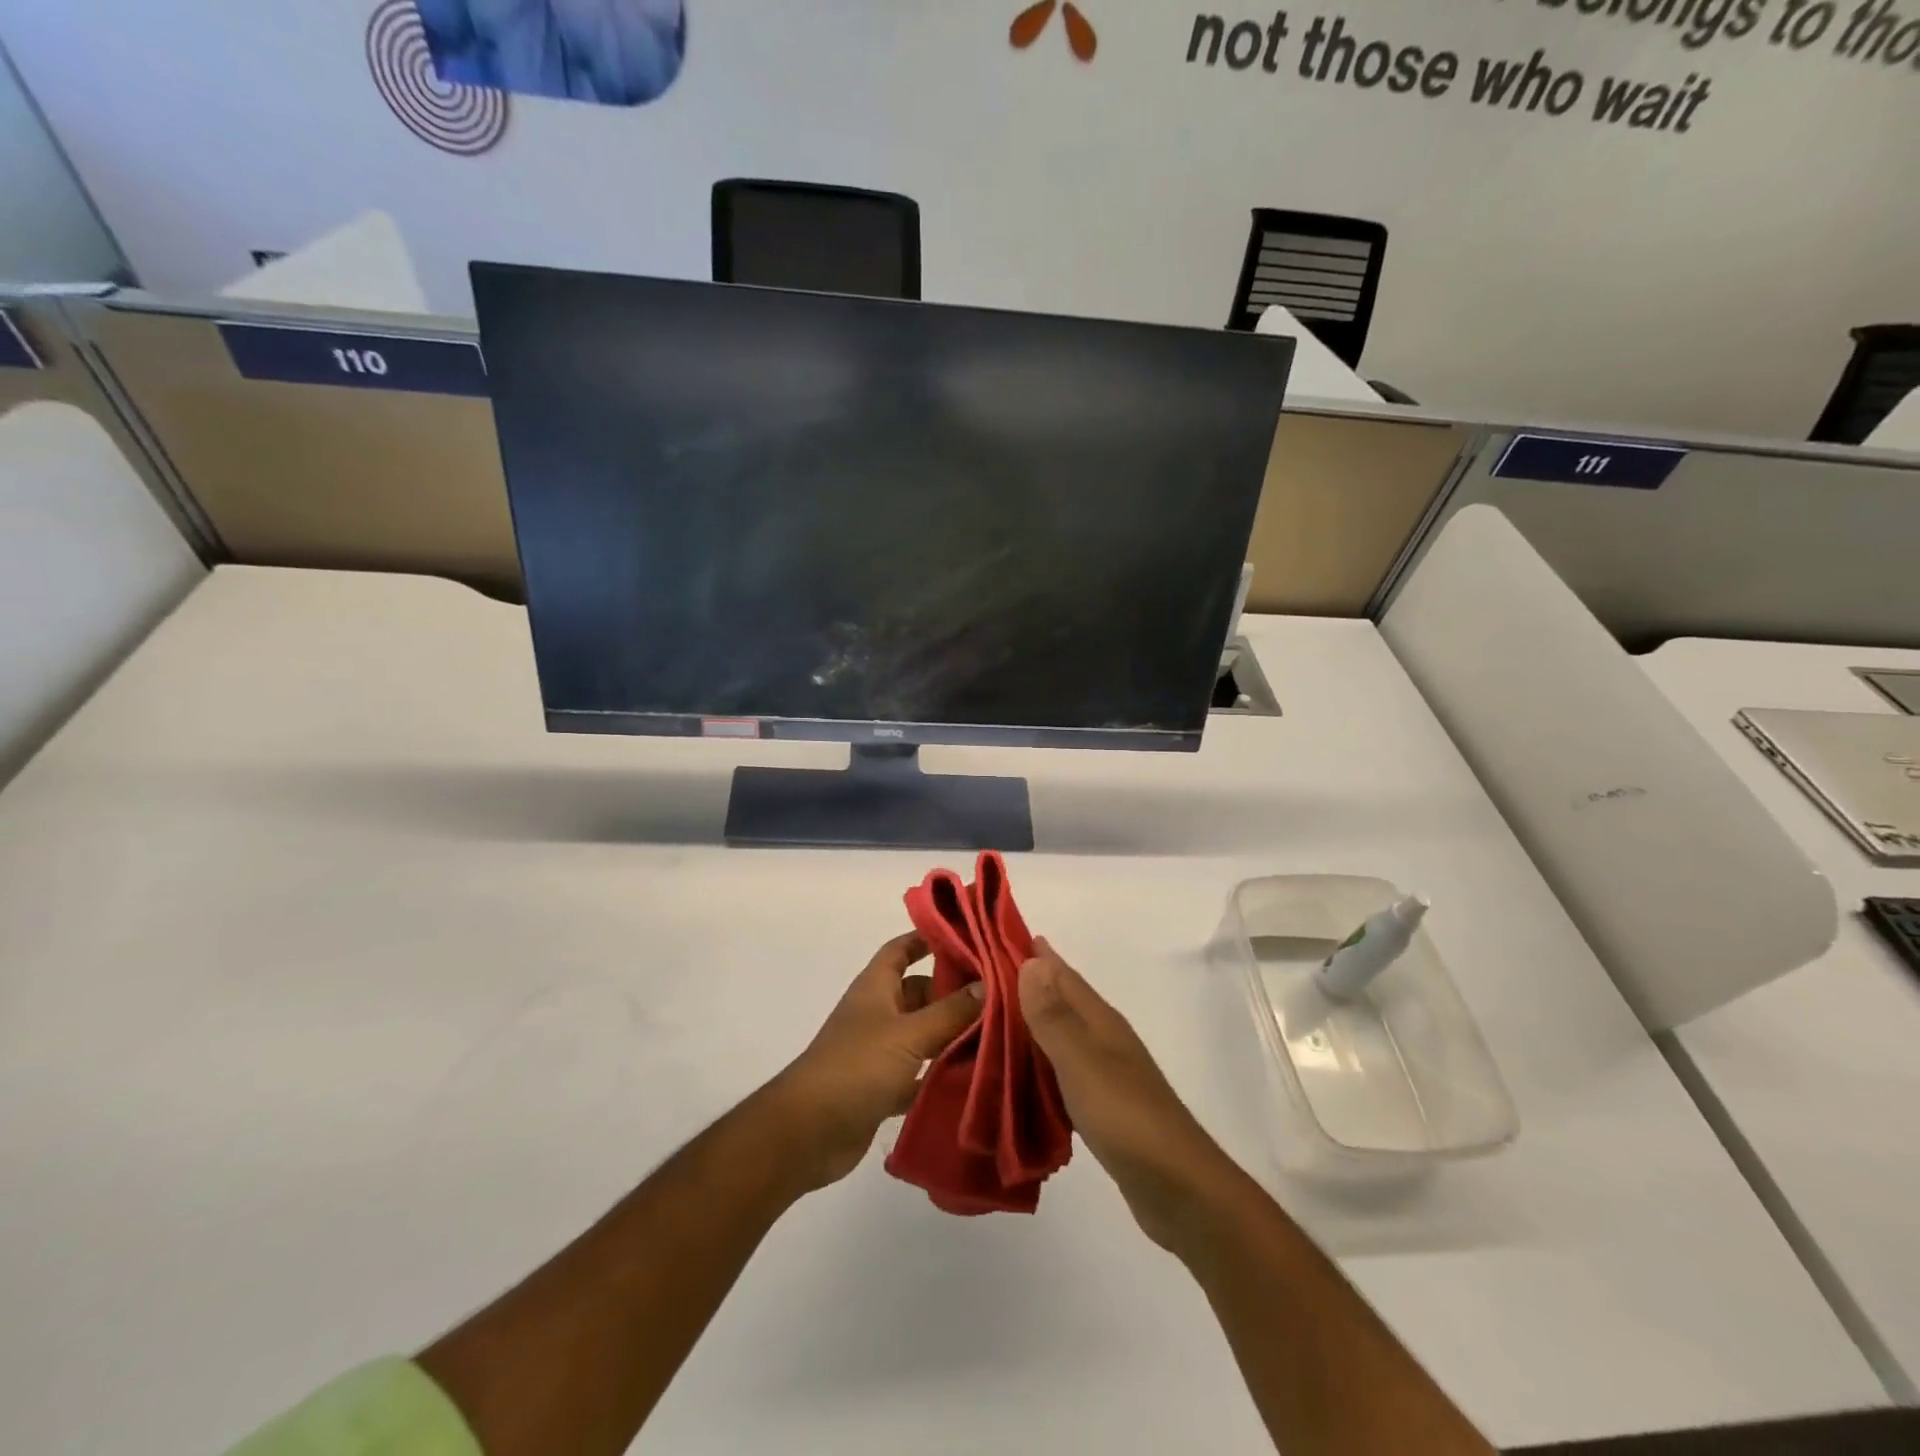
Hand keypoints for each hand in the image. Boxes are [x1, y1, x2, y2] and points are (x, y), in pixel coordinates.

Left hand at [767, 932, 983, 1193]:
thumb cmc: (856, 1067)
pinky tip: (973, 1077)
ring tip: (997, 1033)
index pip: (901, 950)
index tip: (965, 936)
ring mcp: (878, 1052)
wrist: (808, 1132)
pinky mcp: (881, 1088)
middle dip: (952, 992)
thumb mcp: (909, 1034)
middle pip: (918, 992)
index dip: (927, 939)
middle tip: (998, 994)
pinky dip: (939, 1074)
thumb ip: (950, 1011)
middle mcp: (877, 1014)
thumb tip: (987, 984)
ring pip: (921, 1034)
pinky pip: (918, 1074)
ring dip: (951, 1035)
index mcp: (876, 988)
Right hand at [1020, 939, 1239, 1255]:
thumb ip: (1054, 1016)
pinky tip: (1021, 1071)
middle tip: (980, 974)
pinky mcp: (1103, 1105)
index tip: (994, 935)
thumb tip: (1031, 960)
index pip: (1060, 975)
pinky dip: (1039, 1060)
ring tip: (990, 1018)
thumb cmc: (1127, 1119)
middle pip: (1061, 999)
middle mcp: (1104, 1038)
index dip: (1032, 954)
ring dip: (1031, 1021)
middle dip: (1027, 983)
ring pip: (1061, 1033)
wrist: (1180, 1190)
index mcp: (1100, 1022)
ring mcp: (1106, 1072)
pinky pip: (1061, 1068)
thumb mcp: (1082, 1063)